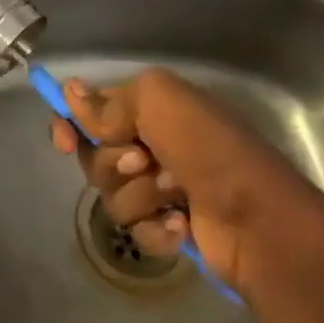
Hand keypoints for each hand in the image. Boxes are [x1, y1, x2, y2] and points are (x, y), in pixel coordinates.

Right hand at [48, 67, 320, 291]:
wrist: (259, 219)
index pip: (91, 110)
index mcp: (150, 108)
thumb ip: (109, 102)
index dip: (70, 123)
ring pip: (112, 195)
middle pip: (94, 155)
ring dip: (140, 195)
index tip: (63, 140)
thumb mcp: (159, 102)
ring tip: (176, 194)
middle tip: (145, 161)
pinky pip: (135, 229)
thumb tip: (69, 93)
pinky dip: (156, 228)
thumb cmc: (209, 148)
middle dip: (114, 162)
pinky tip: (182, 225)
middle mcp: (151, 143)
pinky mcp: (170, 227)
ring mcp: (161, 188)